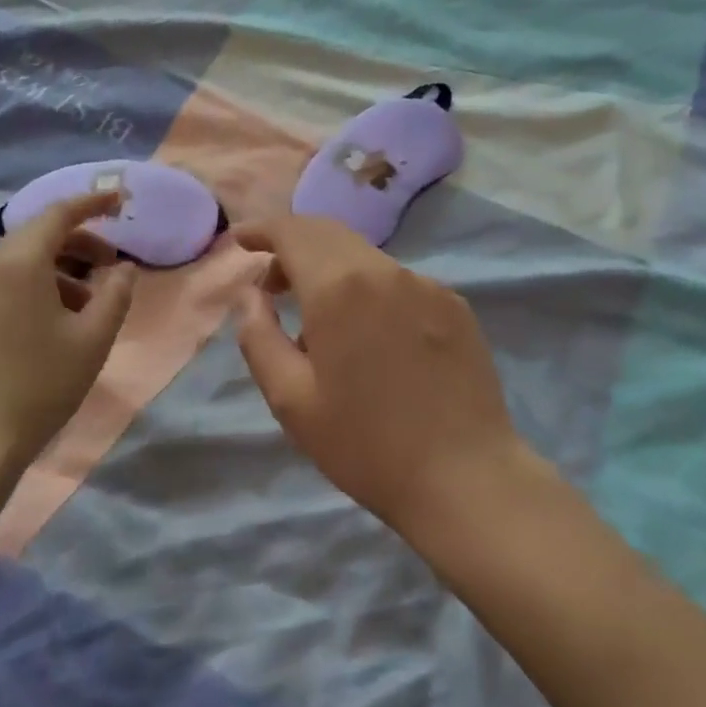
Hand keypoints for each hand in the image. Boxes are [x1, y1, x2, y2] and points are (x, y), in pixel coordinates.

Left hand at [0, 191, 138, 478]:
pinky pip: (0, 286)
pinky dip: (33, 287)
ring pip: (18, 263)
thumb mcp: (93, 340)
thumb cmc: (39, 386)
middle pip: (36, 236)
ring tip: (86, 303)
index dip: (92, 203)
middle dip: (78, 242)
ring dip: (57, 269)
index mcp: (18, 264)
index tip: (120, 201)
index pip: (58, 214)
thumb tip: (124, 269)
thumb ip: (116, 294)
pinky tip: (51, 325)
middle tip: (110, 264)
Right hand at [233, 216, 527, 535]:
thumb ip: (260, 337)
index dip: (263, 229)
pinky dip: (370, 289)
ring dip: (332, 269)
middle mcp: (385, 270)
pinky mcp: (454, 304)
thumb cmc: (366, 444)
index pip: (293, 232)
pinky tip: (371, 335)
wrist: (465, 477)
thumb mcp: (292, 400)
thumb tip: (251, 294)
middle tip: (272, 283)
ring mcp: (426, 284)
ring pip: (365, 257)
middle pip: (329, 234)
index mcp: (339, 287)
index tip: (241, 241)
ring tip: (319, 318)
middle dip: (294, 246)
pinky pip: (399, 281)